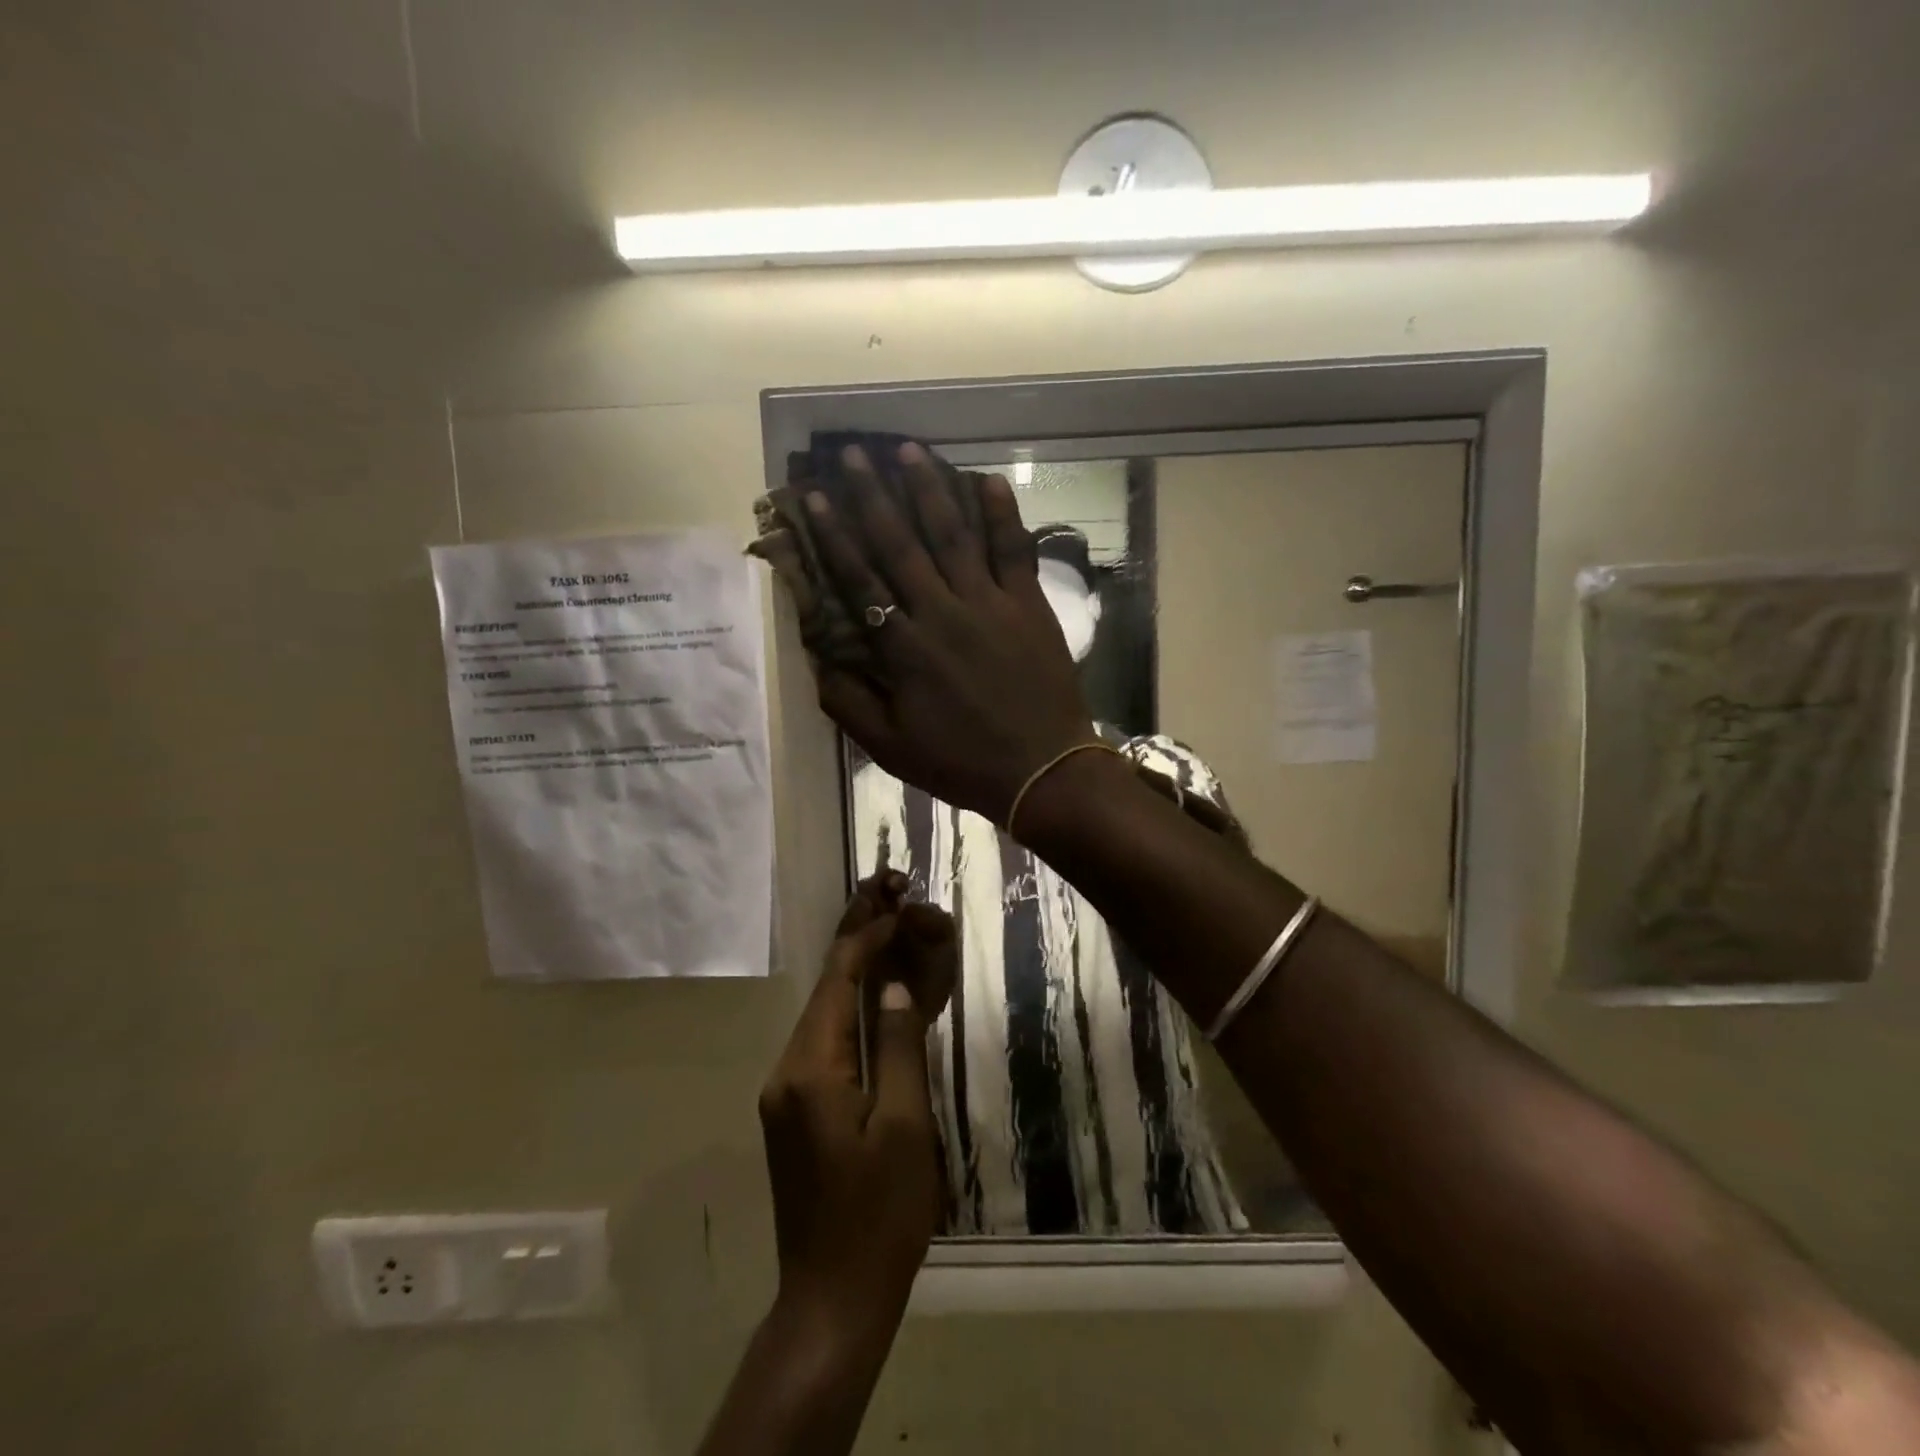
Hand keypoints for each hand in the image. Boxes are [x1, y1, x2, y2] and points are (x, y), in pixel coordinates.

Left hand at [758, 874, 956, 1341]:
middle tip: (884, 888)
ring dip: (855, 969)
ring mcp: (785, 1091)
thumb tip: (896, 987)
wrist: (832, 1298)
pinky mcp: (794, 1110)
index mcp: (810, 1068)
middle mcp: (787, 1069)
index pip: (839, 980)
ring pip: (823, 1011)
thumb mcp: (904, 1126)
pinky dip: (851, 1007)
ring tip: (886, 925)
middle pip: (825, 987)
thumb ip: (899, 1047)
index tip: (898, 901)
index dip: (868, 936)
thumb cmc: (879, 1213)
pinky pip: (824, 1040)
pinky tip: (875, 992)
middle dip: (856, 937)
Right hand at [801, 442, 1097, 823]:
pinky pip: (1014, 550)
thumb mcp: (890, 747)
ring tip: (909, 450)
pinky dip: (1002, 514)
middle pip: (901, 544)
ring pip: (953, 535)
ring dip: (929, 490)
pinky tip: (988, 480)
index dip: (835, 536)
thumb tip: (816, 659)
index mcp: (905, 648)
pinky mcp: (1029, 604)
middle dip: (874, 495)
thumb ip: (848, 702)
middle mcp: (942, 612)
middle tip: (853, 453)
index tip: (816, 498)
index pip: (860, 579)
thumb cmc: (962, 761)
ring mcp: (990, 603)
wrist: (1042, 771)